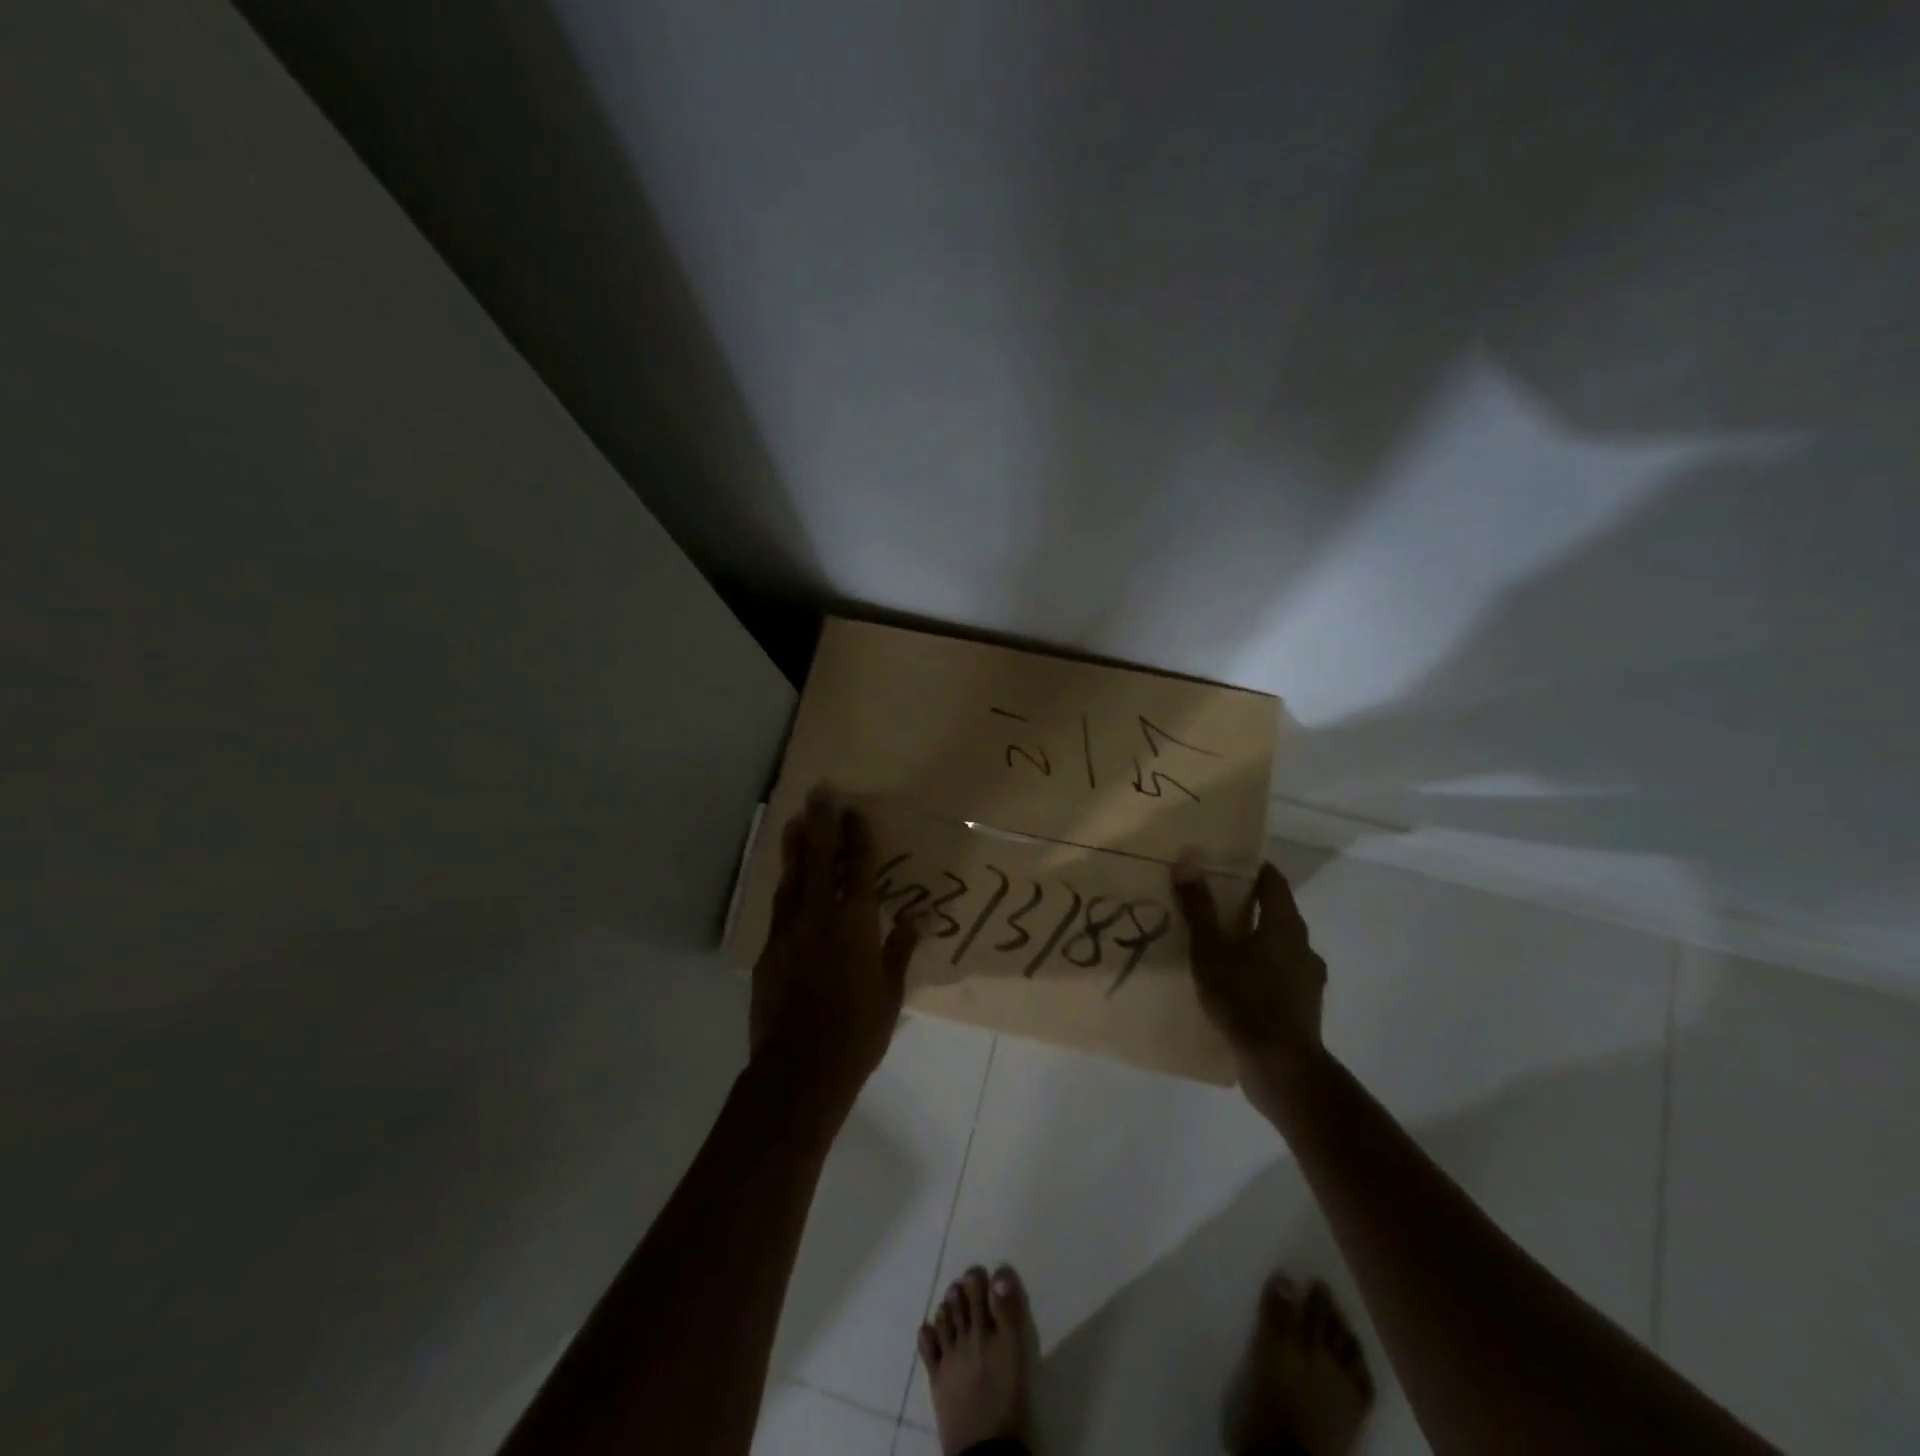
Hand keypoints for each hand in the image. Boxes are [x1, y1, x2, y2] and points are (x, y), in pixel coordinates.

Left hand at [750, 789, 921, 1118]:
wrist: (799, 1071)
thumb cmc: (857, 1033)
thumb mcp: (890, 992)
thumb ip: (900, 948)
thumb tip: (918, 915)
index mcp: (854, 926)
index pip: (857, 869)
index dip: (857, 838)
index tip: (855, 810)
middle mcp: (818, 919)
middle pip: (819, 861)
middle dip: (821, 824)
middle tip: (819, 793)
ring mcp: (788, 933)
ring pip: (791, 879)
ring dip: (795, 848)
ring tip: (795, 821)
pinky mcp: (767, 952)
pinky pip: (779, 909)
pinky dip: (785, 888)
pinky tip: (787, 880)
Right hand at [1172, 859, 1327, 1109]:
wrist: (1282, 1069)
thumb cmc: (1245, 1000)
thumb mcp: (1211, 951)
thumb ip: (1199, 907)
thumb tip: (1188, 862)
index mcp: (1285, 925)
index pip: (1273, 881)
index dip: (1250, 868)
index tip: (1222, 863)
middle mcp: (1302, 946)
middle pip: (1274, 912)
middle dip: (1244, 904)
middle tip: (1209, 901)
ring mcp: (1306, 979)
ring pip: (1276, 946)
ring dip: (1250, 940)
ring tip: (1216, 945)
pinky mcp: (1302, 1007)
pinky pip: (1276, 975)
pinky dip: (1256, 970)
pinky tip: (1232, 983)